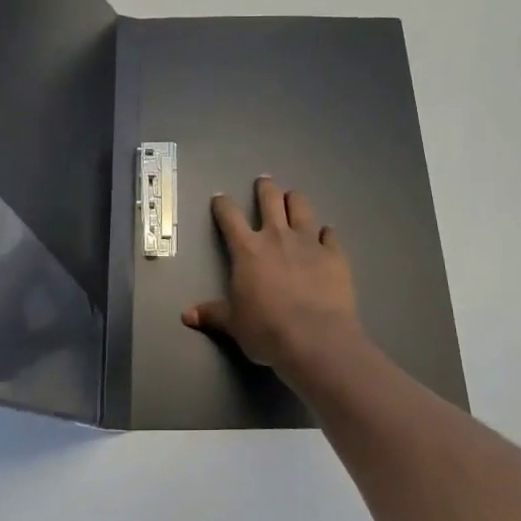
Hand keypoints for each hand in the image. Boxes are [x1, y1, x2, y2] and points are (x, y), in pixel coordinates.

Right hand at [183, 176, 369, 387]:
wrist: (315, 339)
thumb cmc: (266, 330)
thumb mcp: (234, 324)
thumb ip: (213, 314)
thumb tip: (186, 315)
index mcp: (247, 250)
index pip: (229, 217)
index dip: (222, 205)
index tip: (220, 198)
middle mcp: (277, 236)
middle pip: (270, 200)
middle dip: (265, 188)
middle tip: (264, 181)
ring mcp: (308, 242)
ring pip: (301, 207)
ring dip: (295, 200)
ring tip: (293, 197)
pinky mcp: (335, 254)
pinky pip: (330, 234)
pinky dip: (325, 232)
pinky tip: (326, 234)